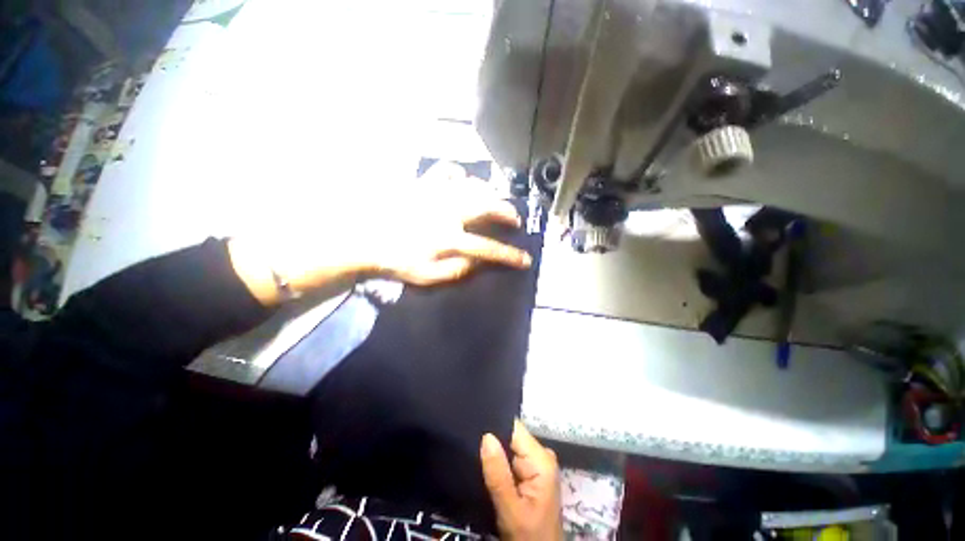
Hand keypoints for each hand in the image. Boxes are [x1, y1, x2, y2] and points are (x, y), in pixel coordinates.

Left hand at [364, 179, 530, 285]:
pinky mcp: (422, 183)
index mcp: (449, 239)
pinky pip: (446, 170)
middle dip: (506, 213)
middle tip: (514, 219)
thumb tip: (481, 260)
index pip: (489, 249)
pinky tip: (461, 182)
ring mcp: (435, 194)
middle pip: (487, 207)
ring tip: (493, 200)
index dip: (510, 256)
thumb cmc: (399, 262)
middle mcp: (447, 212)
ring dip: (488, 192)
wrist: (366, 241)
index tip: (526, 261)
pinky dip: (459, 174)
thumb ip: (460, 270)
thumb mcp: (430, 277)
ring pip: (472, 185)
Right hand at [480, 420, 562, 540]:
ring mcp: (536, 464)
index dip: (494, 426)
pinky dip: (499, 463)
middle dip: (492, 441)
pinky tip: (486, 467)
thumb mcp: (510, 510)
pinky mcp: (531, 473)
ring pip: (509, 447)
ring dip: (494, 453)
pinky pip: (510, 459)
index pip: (514, 429)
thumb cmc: (529, 536)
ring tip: (475, 456)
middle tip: (470, 446)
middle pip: (511, 436)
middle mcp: (541, 455)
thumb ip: (498, 474)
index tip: (474, 427)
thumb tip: (486, 436)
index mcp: (541, 459)